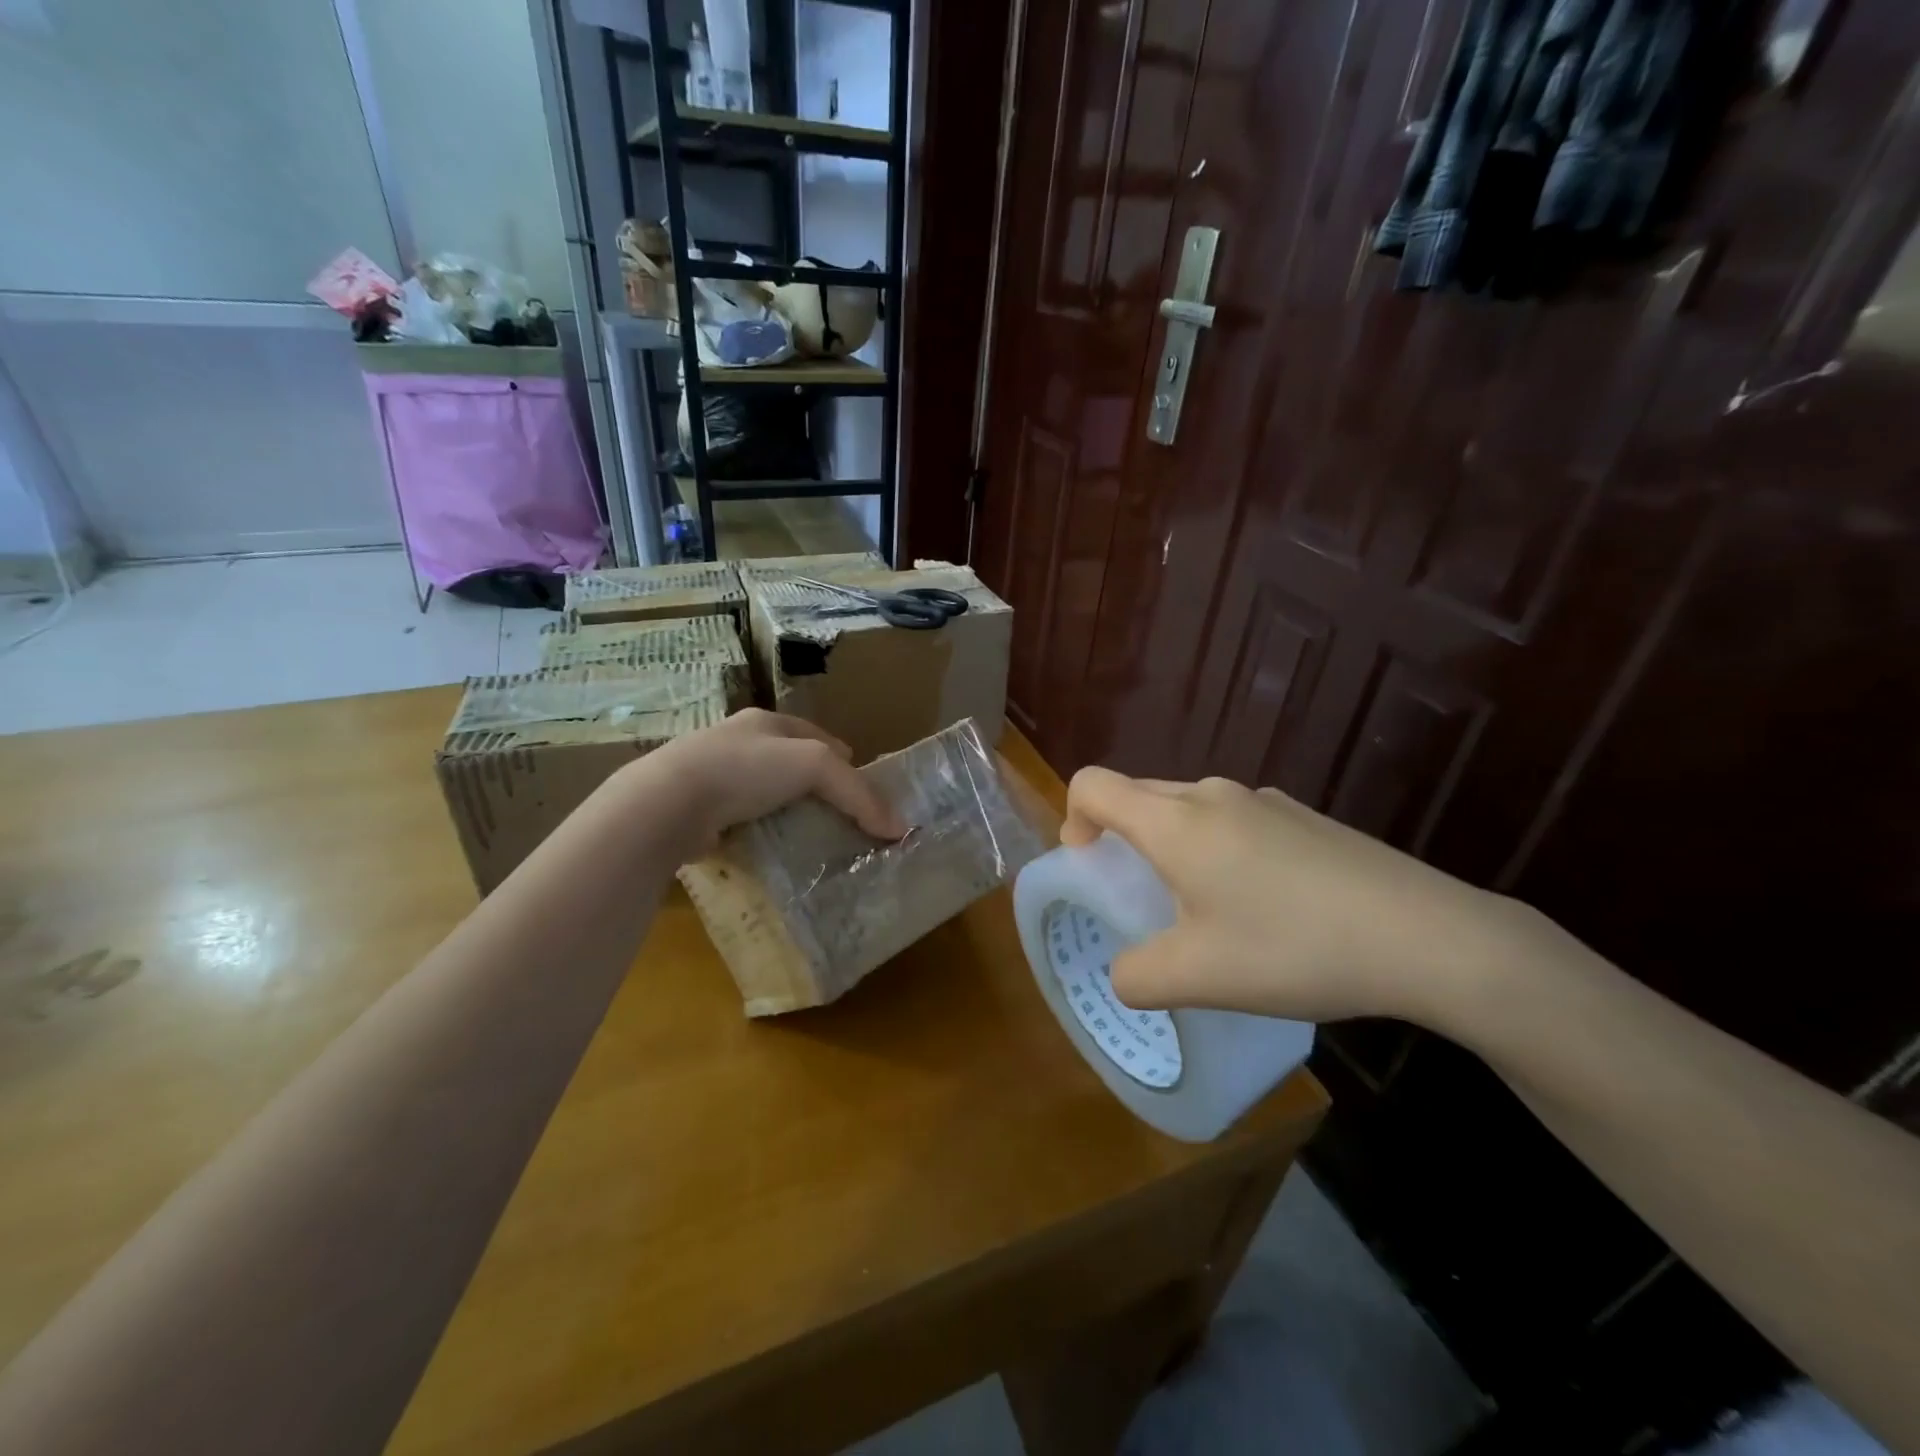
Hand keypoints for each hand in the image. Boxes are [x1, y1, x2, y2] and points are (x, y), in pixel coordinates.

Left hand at [632, 709, 906, 853]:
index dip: (842, 756)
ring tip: (811, 833)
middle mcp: (738, 742)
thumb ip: (858, 794)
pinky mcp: (697, 809)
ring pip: (764, 791)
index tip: (862, 782)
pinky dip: (760, 830)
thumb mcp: (815, 766)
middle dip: (816, 785)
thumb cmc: (747, 768)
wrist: (670, 802)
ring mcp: (713, 776)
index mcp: (766, 722)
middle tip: (842, 814)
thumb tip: (899, 827)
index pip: (815, 734)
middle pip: (790, 761)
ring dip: (787, 809)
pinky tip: (772, 847)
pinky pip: (741, 818)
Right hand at [1061, 768, 1545, 1028]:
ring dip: (1174, 849)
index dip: (1073, 820)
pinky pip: (1234, 821)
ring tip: (1207, 912)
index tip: (1094, 868)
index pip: (1092, 785)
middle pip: (1138, 795)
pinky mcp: (1303, 816)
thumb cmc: (1294, 949)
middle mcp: (1213, 794)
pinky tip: (1267, 908)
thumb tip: (1125, 973)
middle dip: (1122, 841)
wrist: (1427, 935)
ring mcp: (1264, 800)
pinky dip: (1220, 851)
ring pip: (1189, 810)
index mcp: (1175, 822)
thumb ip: (1136, 976)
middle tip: (1145, 901)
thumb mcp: (1198, 977)